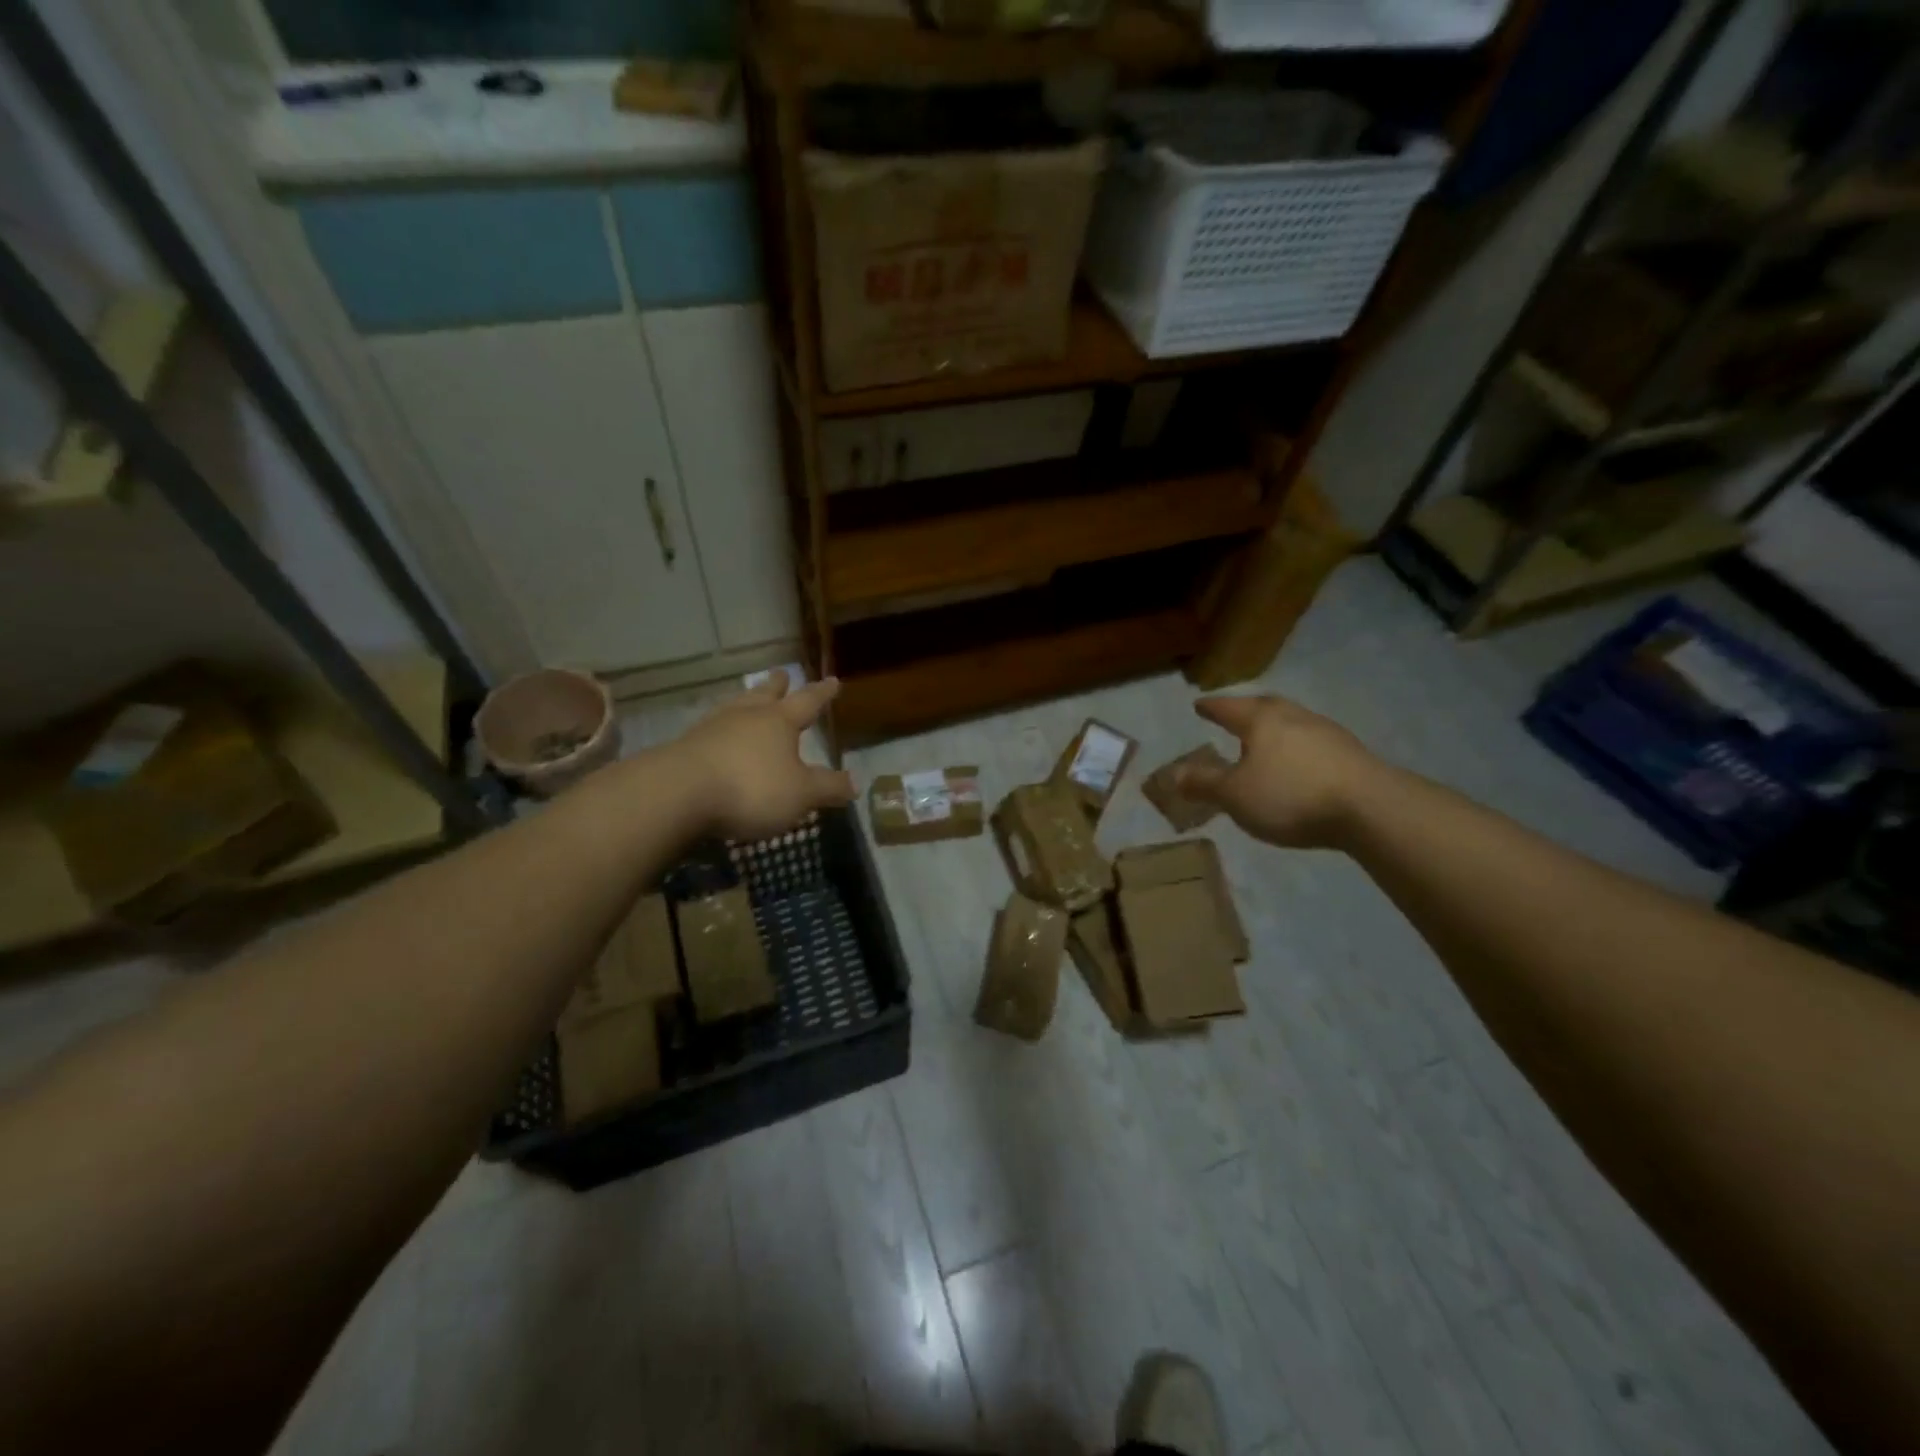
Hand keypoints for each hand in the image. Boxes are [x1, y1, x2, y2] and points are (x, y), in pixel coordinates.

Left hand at [671, 671, 855, 840]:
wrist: (679, 793)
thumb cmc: (751, 787)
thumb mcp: (801, 794)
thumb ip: (827, 788)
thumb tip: (853, 784)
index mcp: (779, 722)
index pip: (807, 701)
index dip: (822, 693)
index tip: (833, 680)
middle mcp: (746, 717)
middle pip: (765, 695)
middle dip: (777, 686)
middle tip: (782, 674)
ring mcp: (712, 729)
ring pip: (735, 708)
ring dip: (745, 702)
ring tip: (748, 700)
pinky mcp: (686, 748)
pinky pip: (711, 732)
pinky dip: (721, 731)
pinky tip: (718, 737)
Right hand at [1174, 694, 1384, 849]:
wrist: (1371, 808)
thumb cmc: (1291, 796)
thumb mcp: (1235, 795)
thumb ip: (1203, 784)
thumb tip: (1172, 775)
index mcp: (1261, 720)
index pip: (1228, 708)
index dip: (1211, 708)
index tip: (1199, 704)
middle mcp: (1294, 717)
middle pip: (1265, 707)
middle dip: (1246, 711)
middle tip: (1233, 716)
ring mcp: (1327, 733)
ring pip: (1292, 723)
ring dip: (1275, 729)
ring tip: (1264, 742)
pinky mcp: (1351, 754)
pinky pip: (1312, 743)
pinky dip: (1297, 748)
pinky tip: (1298, 765)